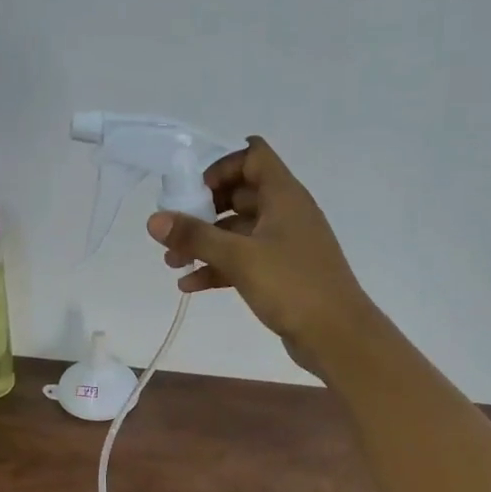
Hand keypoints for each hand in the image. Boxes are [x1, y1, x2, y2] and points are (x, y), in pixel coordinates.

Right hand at [147, 137, 377, 377]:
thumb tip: (154, 220)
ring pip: (238, 232)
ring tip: (172, 262)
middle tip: (174, 229)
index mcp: (283, 195)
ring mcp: (284, 244)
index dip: (221, 166)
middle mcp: (285, 213)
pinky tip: (189, 285)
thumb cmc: (292, 286)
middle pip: (240, 194)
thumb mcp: (239, 258)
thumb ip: (195, 237)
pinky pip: (244, 260)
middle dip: (203, 210)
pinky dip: (218, 268)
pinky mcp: (281, 273)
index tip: (194, 191)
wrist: (337, 335)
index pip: (253, 156)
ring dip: (205, 243)